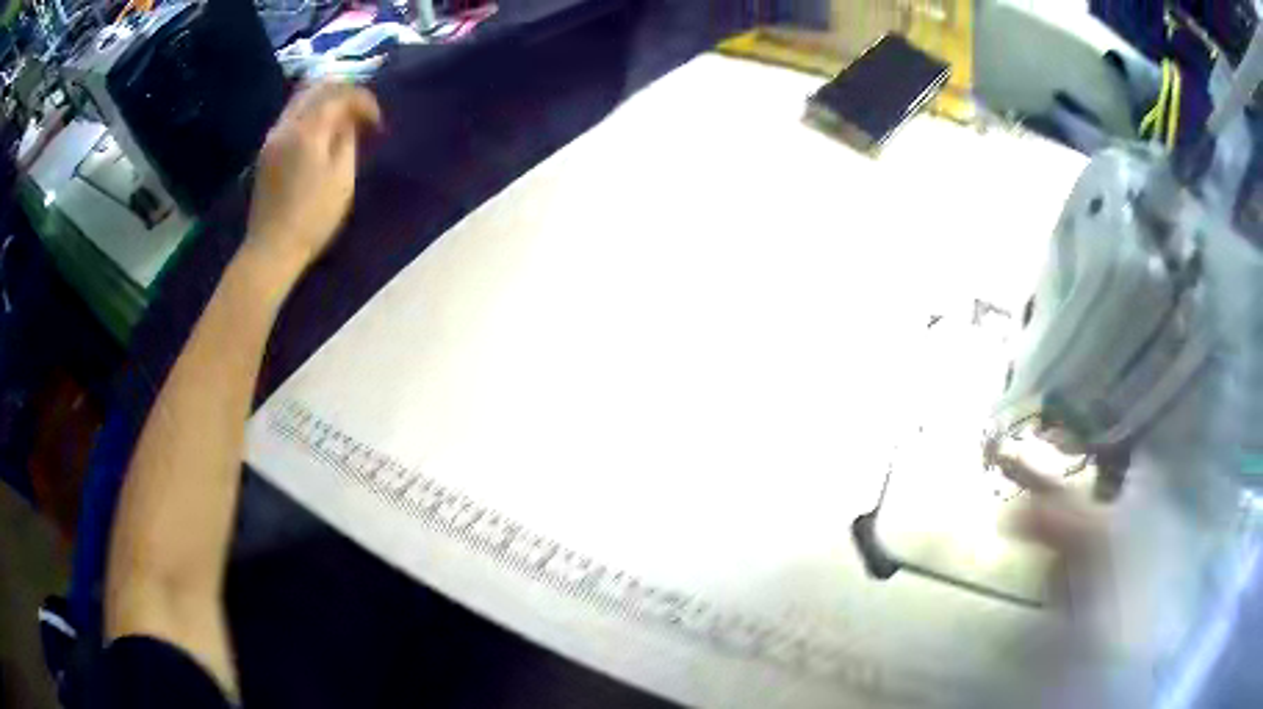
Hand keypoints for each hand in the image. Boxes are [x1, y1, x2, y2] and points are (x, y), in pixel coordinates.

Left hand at [244, 82, 381, 283]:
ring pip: (302, 99)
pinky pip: (292, 115)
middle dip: (344, 93)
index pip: (340, 94)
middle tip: (362, 114)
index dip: (364, 101)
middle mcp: (287, 124)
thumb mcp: (342, 178)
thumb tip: (349, 119)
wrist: (272, 248)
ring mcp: (273, 137)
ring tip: (343, 120)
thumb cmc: (313, 216)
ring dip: (326, 101)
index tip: (377, 123)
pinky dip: (311, 113)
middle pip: (317, 88)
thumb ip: (347, 139)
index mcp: (308, 129)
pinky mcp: (267, 151)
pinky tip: (321, 131)